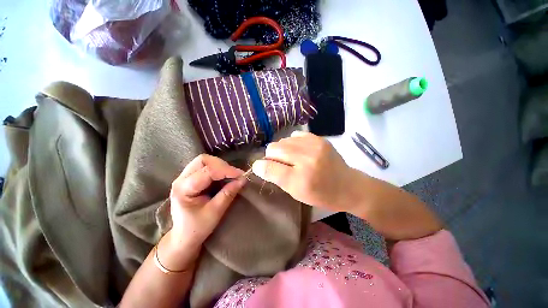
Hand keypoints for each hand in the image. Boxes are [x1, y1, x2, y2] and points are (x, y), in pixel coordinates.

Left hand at [160, 154, 245, 268]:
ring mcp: (184, 177)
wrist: (184, 237)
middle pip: (203, 160)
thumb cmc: (197, 228)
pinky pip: (206, 166)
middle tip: (235, 175)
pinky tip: (224, 177)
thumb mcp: (215, 212)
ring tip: (230, 175)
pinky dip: (217, 169)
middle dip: (222, 165)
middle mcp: (181, 179)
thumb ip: (228, 194)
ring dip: (220, 166)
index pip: (207, 171)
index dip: (227, 171)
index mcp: (183, 189)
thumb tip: (243, 180)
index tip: (241, 175)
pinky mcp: (190, 178)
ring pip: (204, 161)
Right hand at [252, 131, 361, 211]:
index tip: (260, 167)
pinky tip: (298, 151)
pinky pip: (295, 135)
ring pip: (282, 141)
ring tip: (290, 158)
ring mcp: (314, 146)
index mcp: (300, 179)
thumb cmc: (321, 194)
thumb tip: (259, 165)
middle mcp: (306, 159)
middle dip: (271, 156)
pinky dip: (292, 143)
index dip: (260, 166)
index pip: (269, 167)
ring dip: (281, 149)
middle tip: (278, 164)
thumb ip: (277, 178)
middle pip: (274, 148)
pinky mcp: (319, 139)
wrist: (347, 185)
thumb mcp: (296, 193)